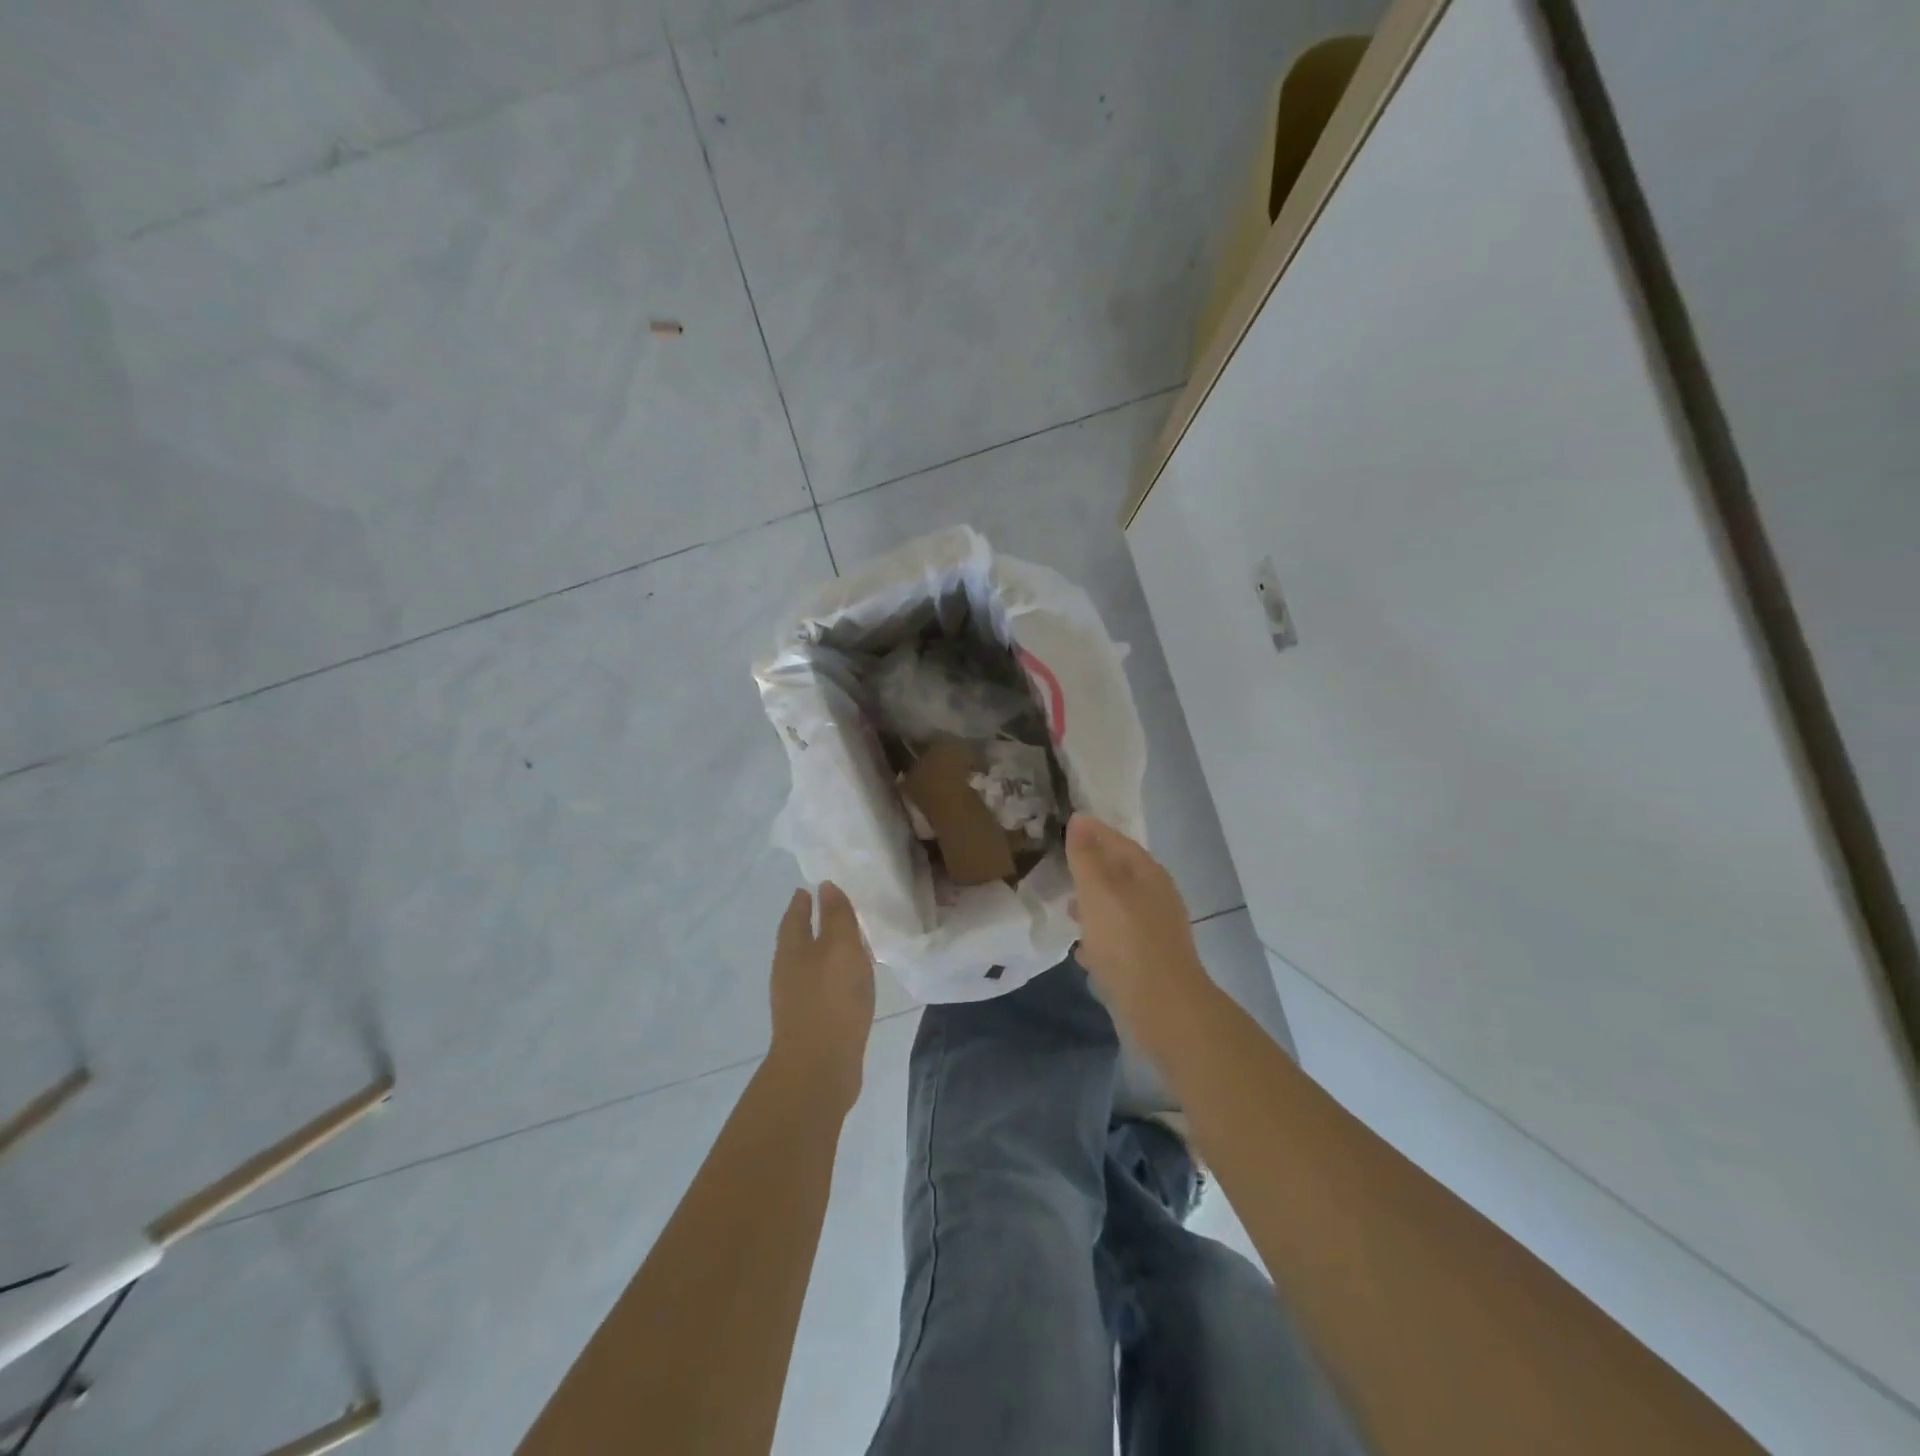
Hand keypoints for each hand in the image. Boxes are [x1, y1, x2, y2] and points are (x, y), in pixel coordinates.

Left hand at [768, 882, 875, 1112]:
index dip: (802, 901)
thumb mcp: (841, 948)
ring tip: (847, 943)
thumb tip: (825, 886)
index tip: (811, 887)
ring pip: (809, 965)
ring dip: (824, 951)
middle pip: (797, 940)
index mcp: (791, 950)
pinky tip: (850, 982)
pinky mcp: (810, 1023)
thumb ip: (836, 916)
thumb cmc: (831, 999)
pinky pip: (821, 988)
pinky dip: (833, 976)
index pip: (794, 916)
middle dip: (811, 924)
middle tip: (832, 909)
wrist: (818, 1069)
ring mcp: (796, 1000)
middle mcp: (788, 972)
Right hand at [1066, 814, 1207, 1024]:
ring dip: (1095, 905)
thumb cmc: (1126, 941)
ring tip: (1068, 909)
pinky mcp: (1150, 962)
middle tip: (1063, 867)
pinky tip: (1083, 950)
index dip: (1093, 832)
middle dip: (1092, 869)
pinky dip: (1101, 937)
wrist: (1163, 1008)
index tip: (1067, 826)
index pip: (1117, 841)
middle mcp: (1156, 897)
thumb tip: (1080, 819)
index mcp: (1147, 874)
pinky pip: (1120, 940)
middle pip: (1120, 874)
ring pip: (1119, 907)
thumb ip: (1086, 856)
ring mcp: (1155, 931)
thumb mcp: (1098, 891)